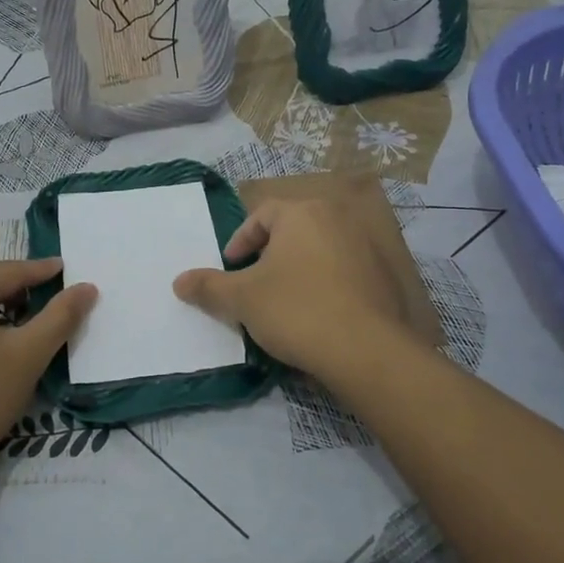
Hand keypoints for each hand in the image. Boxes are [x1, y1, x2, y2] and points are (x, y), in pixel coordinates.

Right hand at [172, 196, 411, 381]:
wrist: (366, 349)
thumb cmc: (296, 310)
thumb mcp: (242, 299)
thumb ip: (208, 286)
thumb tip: (178, 281)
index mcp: (303, 213)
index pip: (262, 215)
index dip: (240, 240)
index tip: (231, 267)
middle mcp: (338, 218)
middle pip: (293, 229)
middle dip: (270, 254)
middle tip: (255, 283)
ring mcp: (366, 246)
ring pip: (321, 250)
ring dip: (299, 269)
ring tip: (285, 301)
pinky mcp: (384, 276)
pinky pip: (345, 272)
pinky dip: (328, 285)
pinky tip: (319, 315)